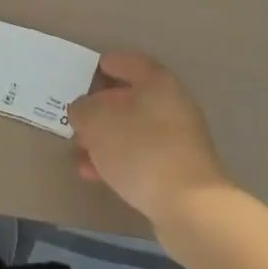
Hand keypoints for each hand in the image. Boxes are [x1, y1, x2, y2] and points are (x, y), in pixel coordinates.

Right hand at [66, 52, 229, 224]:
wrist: (188, 206)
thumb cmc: (141, 149)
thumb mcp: (99, 122)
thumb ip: (84, 109)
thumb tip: (82, 108)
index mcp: (159, 83)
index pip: (133, 62)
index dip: (111, 63)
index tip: (92, 68)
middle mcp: (173, 106)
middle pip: (133, 98)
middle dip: (103, 106)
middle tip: (79, 114)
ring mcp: (178, 140)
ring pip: (135, 130)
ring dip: (106, 137)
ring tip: (79, 148)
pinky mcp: (177, 171)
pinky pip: (141, 156)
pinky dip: (118, 160)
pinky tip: (93, 173)